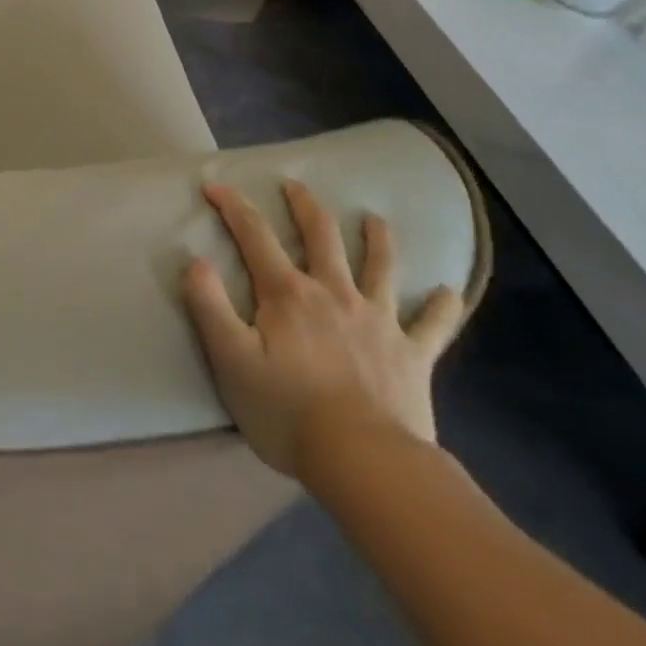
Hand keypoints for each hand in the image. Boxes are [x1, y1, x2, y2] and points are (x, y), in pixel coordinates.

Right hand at [182, 180, 463, 484]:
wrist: (364, 460)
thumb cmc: (287, 411)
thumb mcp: (230, 360)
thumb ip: (209, 306)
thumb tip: (195, 261)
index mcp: (288, 293)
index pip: (254, 235)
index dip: (232, 206)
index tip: (214, 186)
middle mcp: (334, 293)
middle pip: (321, 235)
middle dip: (304, 205)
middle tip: (295, 185)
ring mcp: (378, 321)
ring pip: (380, 266)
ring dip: (377, 238)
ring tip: (374, 219)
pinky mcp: (412, 354)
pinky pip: (432, 325)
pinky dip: (441, 307)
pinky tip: (449, 292)